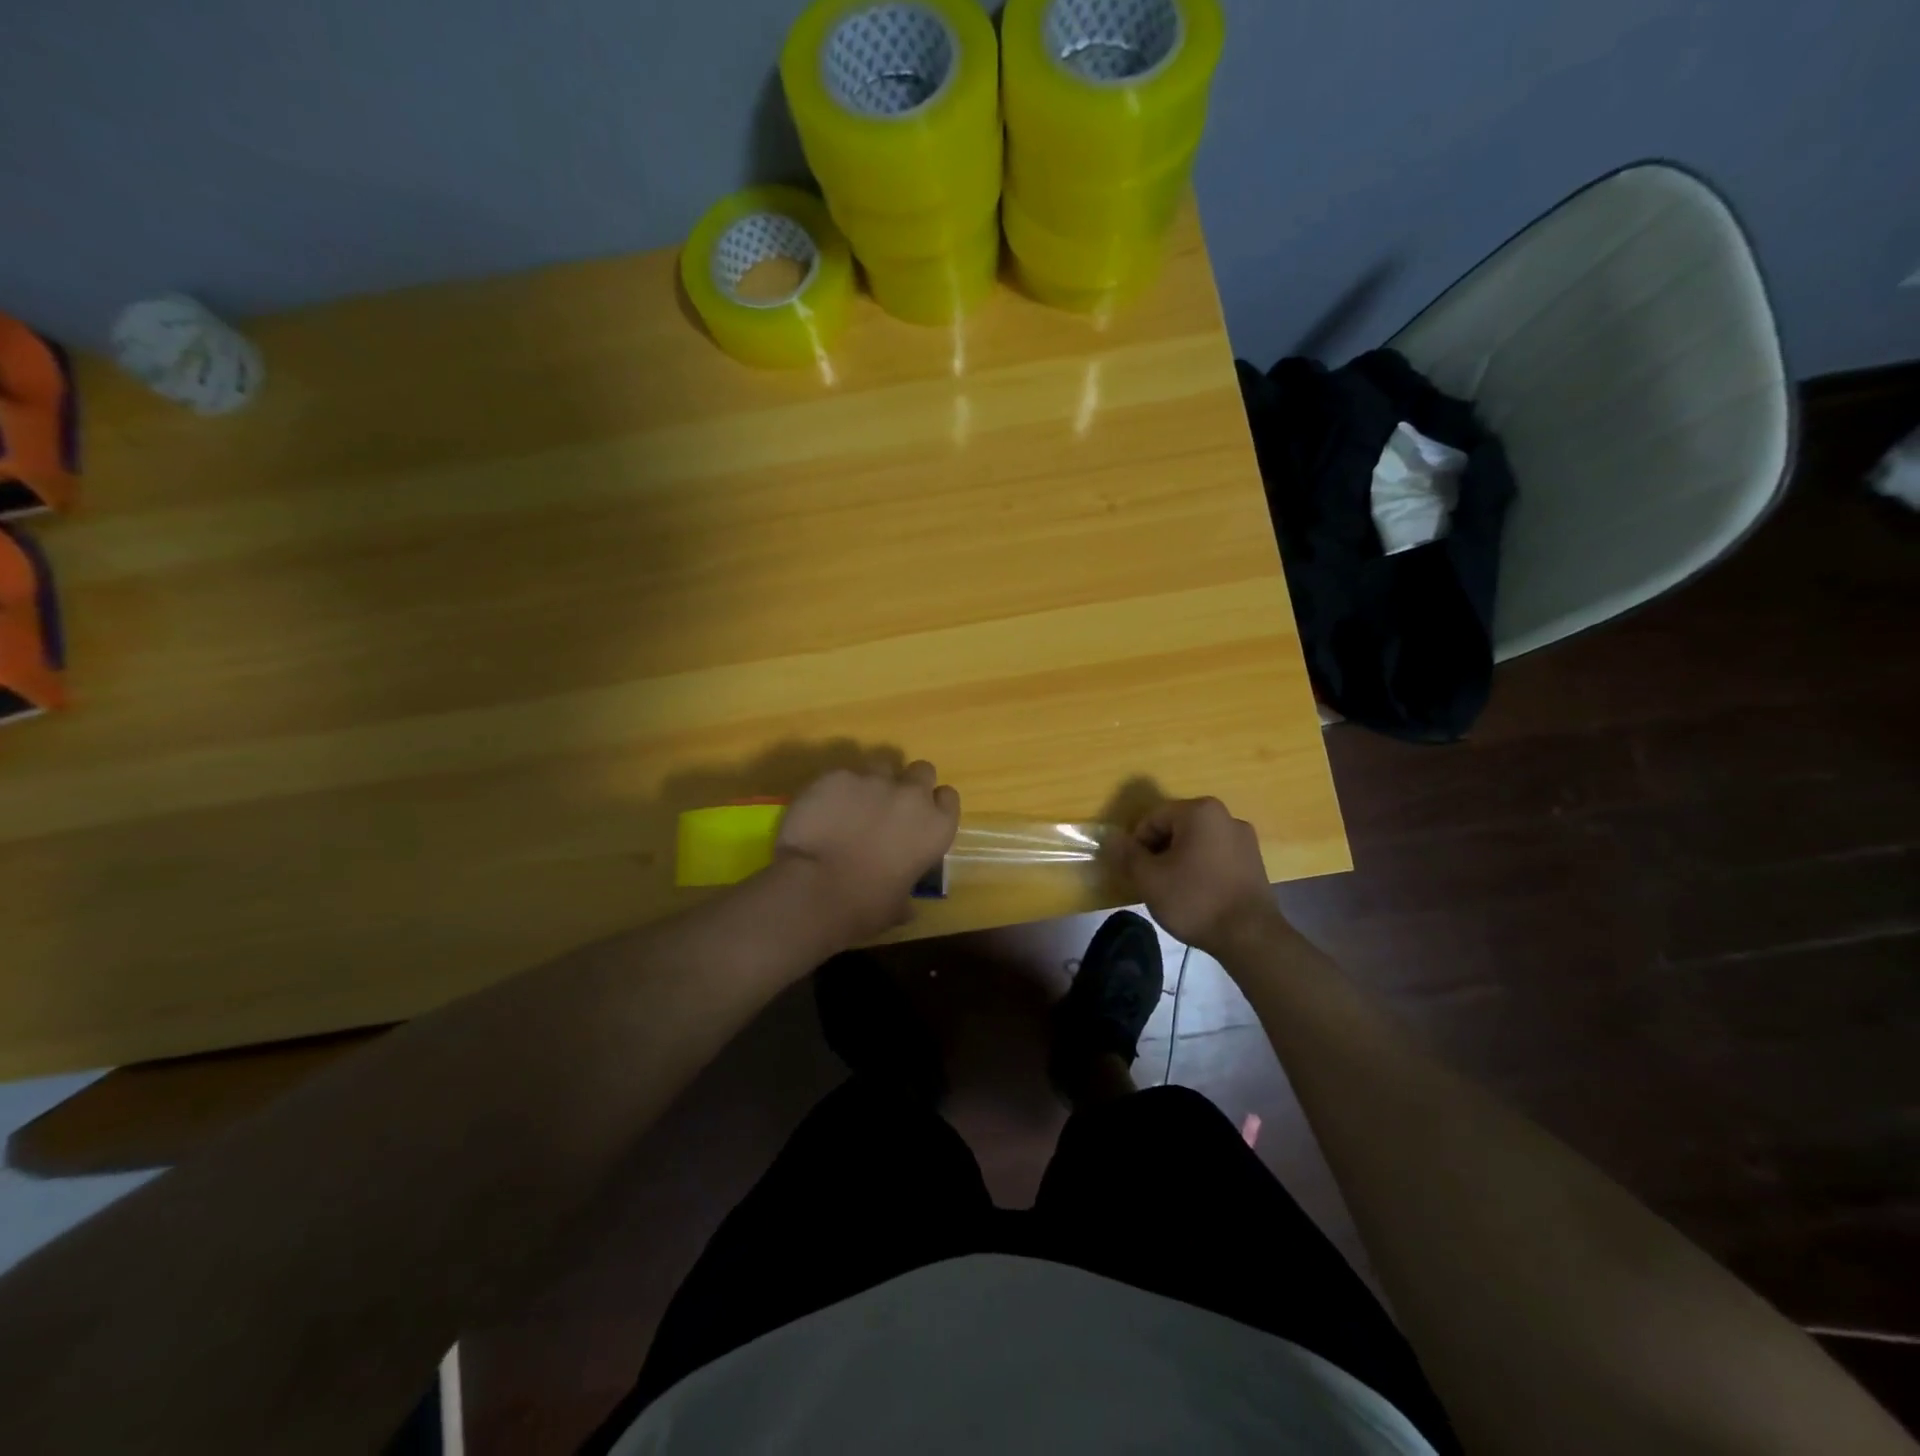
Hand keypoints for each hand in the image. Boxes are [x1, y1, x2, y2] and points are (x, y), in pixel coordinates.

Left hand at [773, 762, 960, 942]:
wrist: (815, 890)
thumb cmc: (865, 907)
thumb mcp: (897, 907)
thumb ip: (905, 896)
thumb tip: (905, 908)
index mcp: (935, 828)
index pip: (948, 798)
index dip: (934, 805)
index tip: (921, 817)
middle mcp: (911, 796)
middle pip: (921, 770)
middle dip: (908, 783)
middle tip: (889, 806)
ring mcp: (873, 781)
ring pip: (880, 766)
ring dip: (872, 783)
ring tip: (851, 806)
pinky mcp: (836, 776)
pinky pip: (841, 775)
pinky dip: (834, 790)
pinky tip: (819, 811)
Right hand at [1116, 797, 1285, 953]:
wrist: (1250, 937)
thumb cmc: (1194, 900)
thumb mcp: (1149, 878)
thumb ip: (1127, 854)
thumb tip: (1112, 838)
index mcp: (1200, 811)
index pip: (1152, 819)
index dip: (1137, 845)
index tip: (1136, 873)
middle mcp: (1226, 816)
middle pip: (1176, 828)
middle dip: (1159, 852)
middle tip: (1152, 882)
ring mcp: (1245, 839)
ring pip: (1196, 843)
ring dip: (1179, 861)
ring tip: (1174, 891)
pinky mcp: (1254, 862)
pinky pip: (1216, 856)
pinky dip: (1201, 869)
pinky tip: (1197, 895)